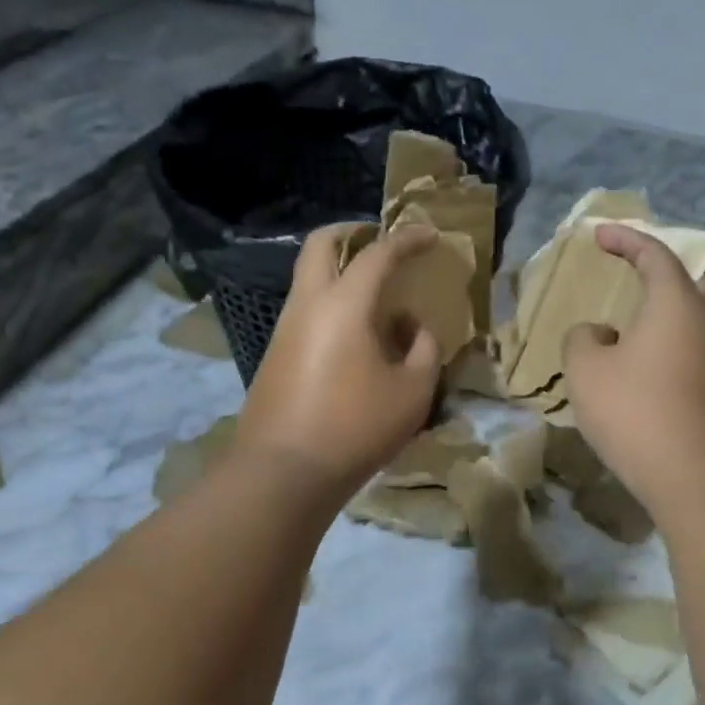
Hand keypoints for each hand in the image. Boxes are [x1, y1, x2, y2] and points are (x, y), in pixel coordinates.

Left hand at [234, 222, 443, 497]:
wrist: (282, 472)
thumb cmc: (355, 427)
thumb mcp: (412, 391)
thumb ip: (424, 350)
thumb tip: (414, 328)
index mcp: (344, 303)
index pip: (378, 253)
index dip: (407, 239)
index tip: (429, 235)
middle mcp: (308, 304)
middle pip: (320, 244)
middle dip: (350, 232)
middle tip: (378, 242)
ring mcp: (285, 328)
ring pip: (308, 278)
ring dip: (339, 272)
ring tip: (376, 300)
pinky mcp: (275, 354)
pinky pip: (306, 311)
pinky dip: (331, 304)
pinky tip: (355, 338)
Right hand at [562, 224, 704, 514]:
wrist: (697, 477)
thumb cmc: (636, 410)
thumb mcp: (586, 369)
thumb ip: (583, 339)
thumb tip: (599, 334)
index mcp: (676, 303)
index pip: (654, 254)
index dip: (625, 239)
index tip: (598, 235)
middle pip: (697, 281)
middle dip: (667, 272)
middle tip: (638, 275)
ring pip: (698, 319)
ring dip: (667, 314)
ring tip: (630, 329)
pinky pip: (695, 351)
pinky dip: (671, 345)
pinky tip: (643, 369)